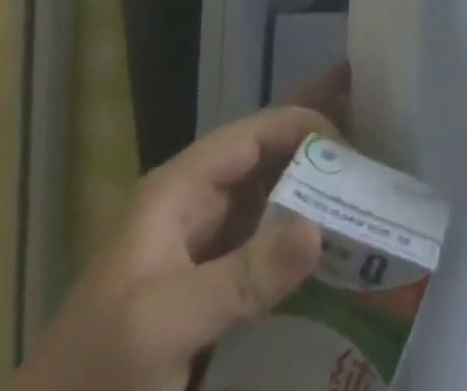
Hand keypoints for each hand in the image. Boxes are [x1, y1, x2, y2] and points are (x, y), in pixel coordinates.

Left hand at [11, 65, 348, 390]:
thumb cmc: (94, 382)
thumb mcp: (162, 328)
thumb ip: (242, 276)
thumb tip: (320, 225)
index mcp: (179, 191)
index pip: (254, 134)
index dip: (305, 128)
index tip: (354, 152)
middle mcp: (196, 208)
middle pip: (267, 154)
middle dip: (316, 131)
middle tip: (372, 103)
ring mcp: (205, 251)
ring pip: (272, 197)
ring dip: (317, 183)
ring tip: (370, 166)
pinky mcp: (213, 294)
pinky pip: (268, 247)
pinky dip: (304, 235)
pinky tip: (339, 241)